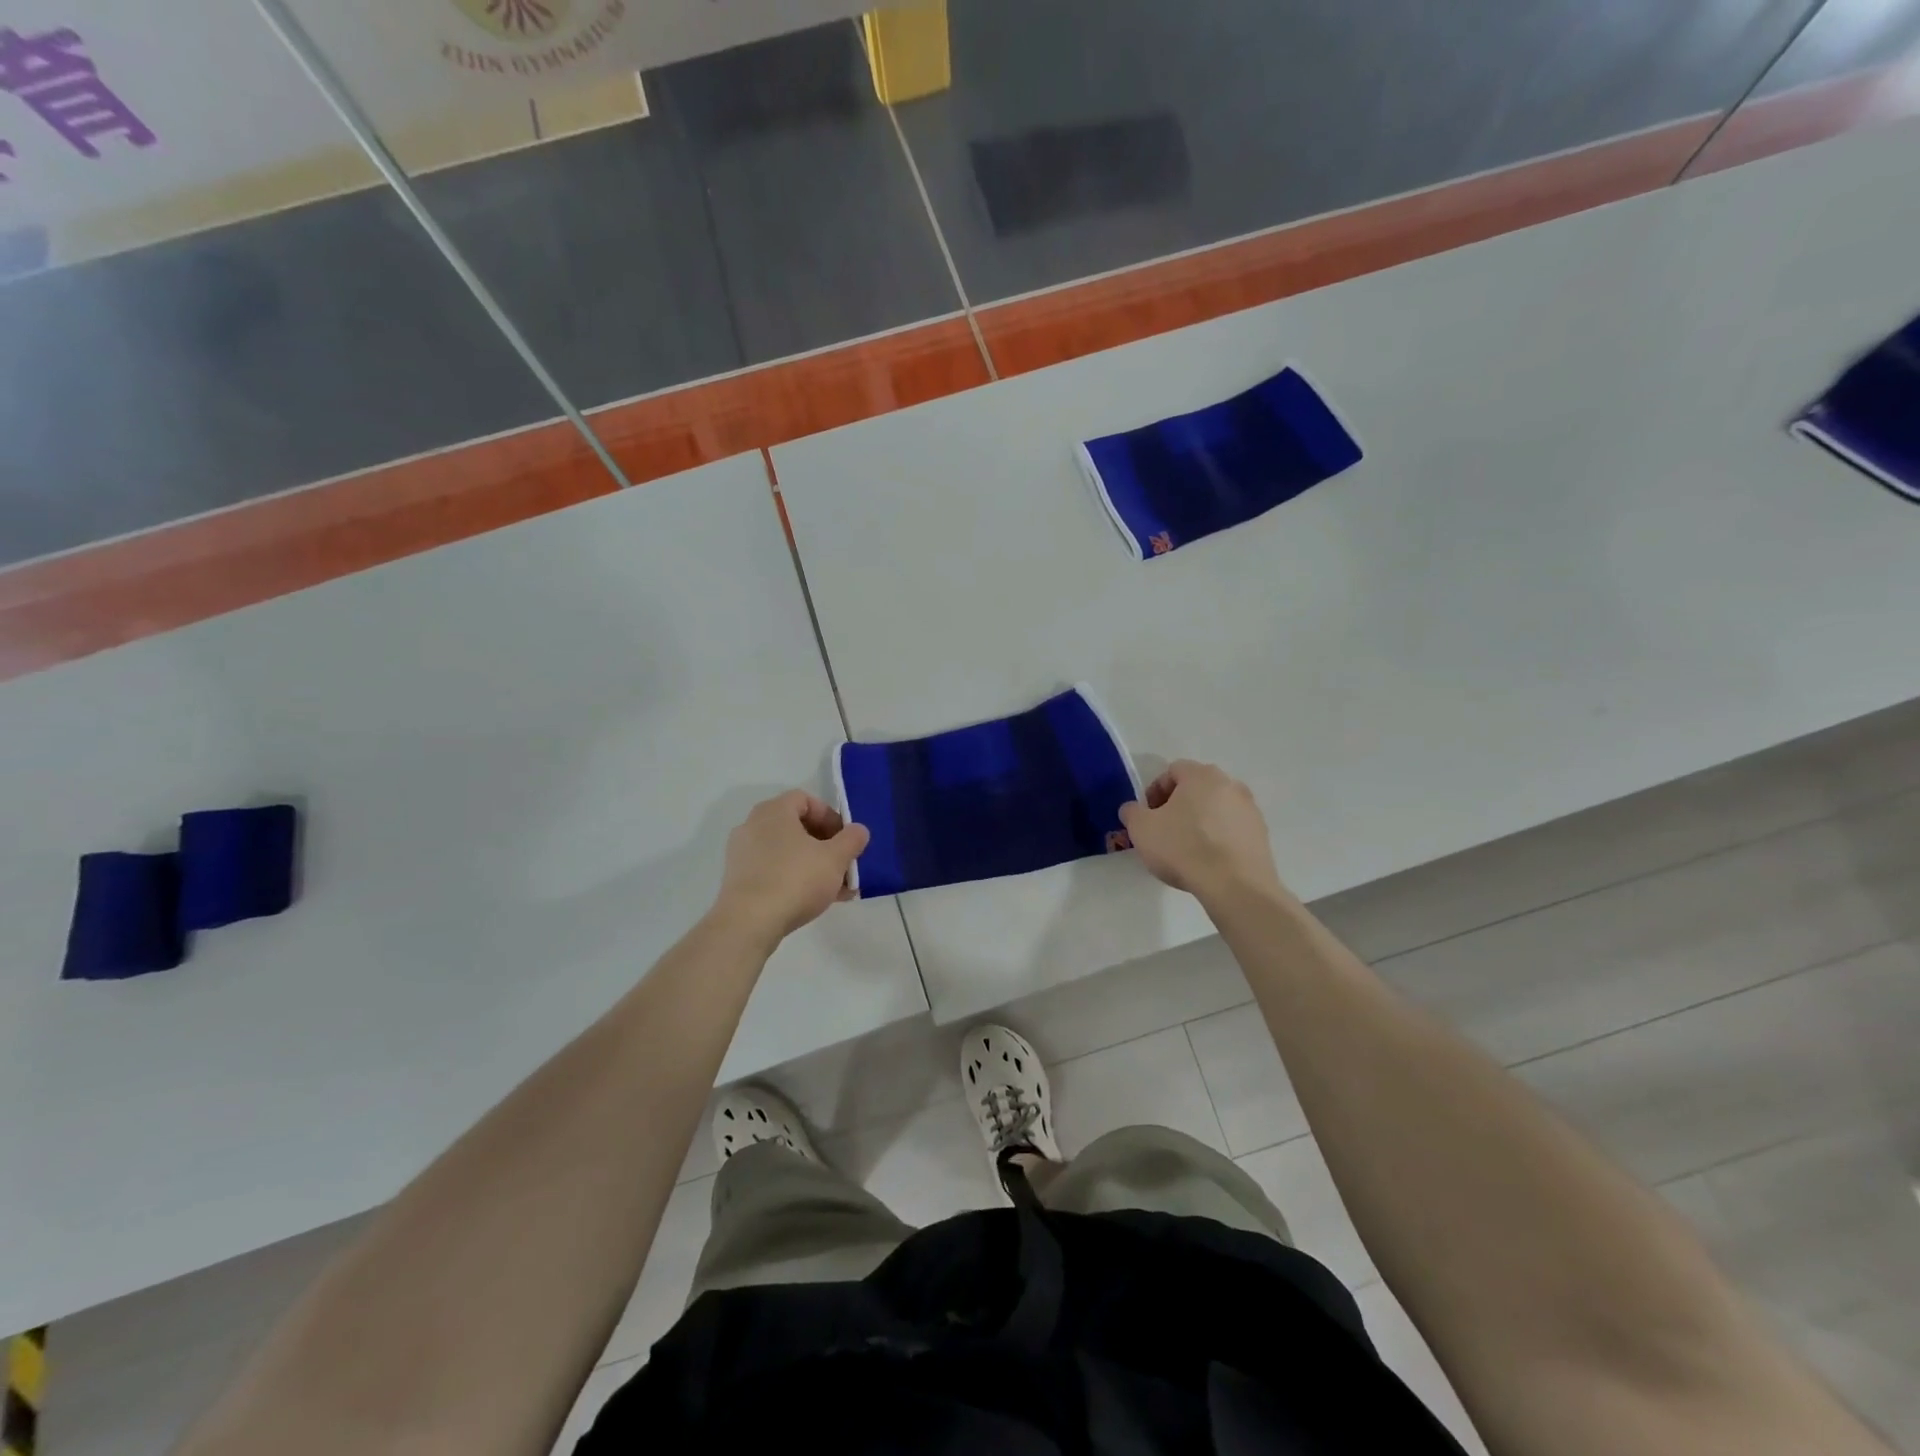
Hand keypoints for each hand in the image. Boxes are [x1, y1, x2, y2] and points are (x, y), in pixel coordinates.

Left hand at [713, 790, 869, 949]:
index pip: (805, 799)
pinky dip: (793, 879)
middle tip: (843, 864)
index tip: (845, 838)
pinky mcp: (738, 880)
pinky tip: (812, 900)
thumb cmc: (795, 879)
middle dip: (825, 845)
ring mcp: (742, 854)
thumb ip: (852, 840)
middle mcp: (752, 826)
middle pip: (796, 826)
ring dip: (812, 865)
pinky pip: (772, 871)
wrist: (748, 923)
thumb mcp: (835, 858)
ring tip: (835, 888)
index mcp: (774, 811)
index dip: (829, 816)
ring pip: (786, 852)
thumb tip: (858, 830)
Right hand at [1118, 761, 1287, 906]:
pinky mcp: (1262, 834)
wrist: (1235, 886)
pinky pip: (1232, 829)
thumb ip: (1132, 812)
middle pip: (1196, 788)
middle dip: (1178, 805)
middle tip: (1164, 830)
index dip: (1154, 791)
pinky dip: (1218, 838)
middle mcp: (1230, 784)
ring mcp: (1250, 809)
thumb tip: (1133, 809)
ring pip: (1216, 808)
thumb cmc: (1183, 848)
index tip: (1147, 816)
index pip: (1172, 771)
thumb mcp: (1141, 829)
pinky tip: (1208, 860)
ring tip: (1187, 849)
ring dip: (1200, 821)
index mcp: (1201, 775)